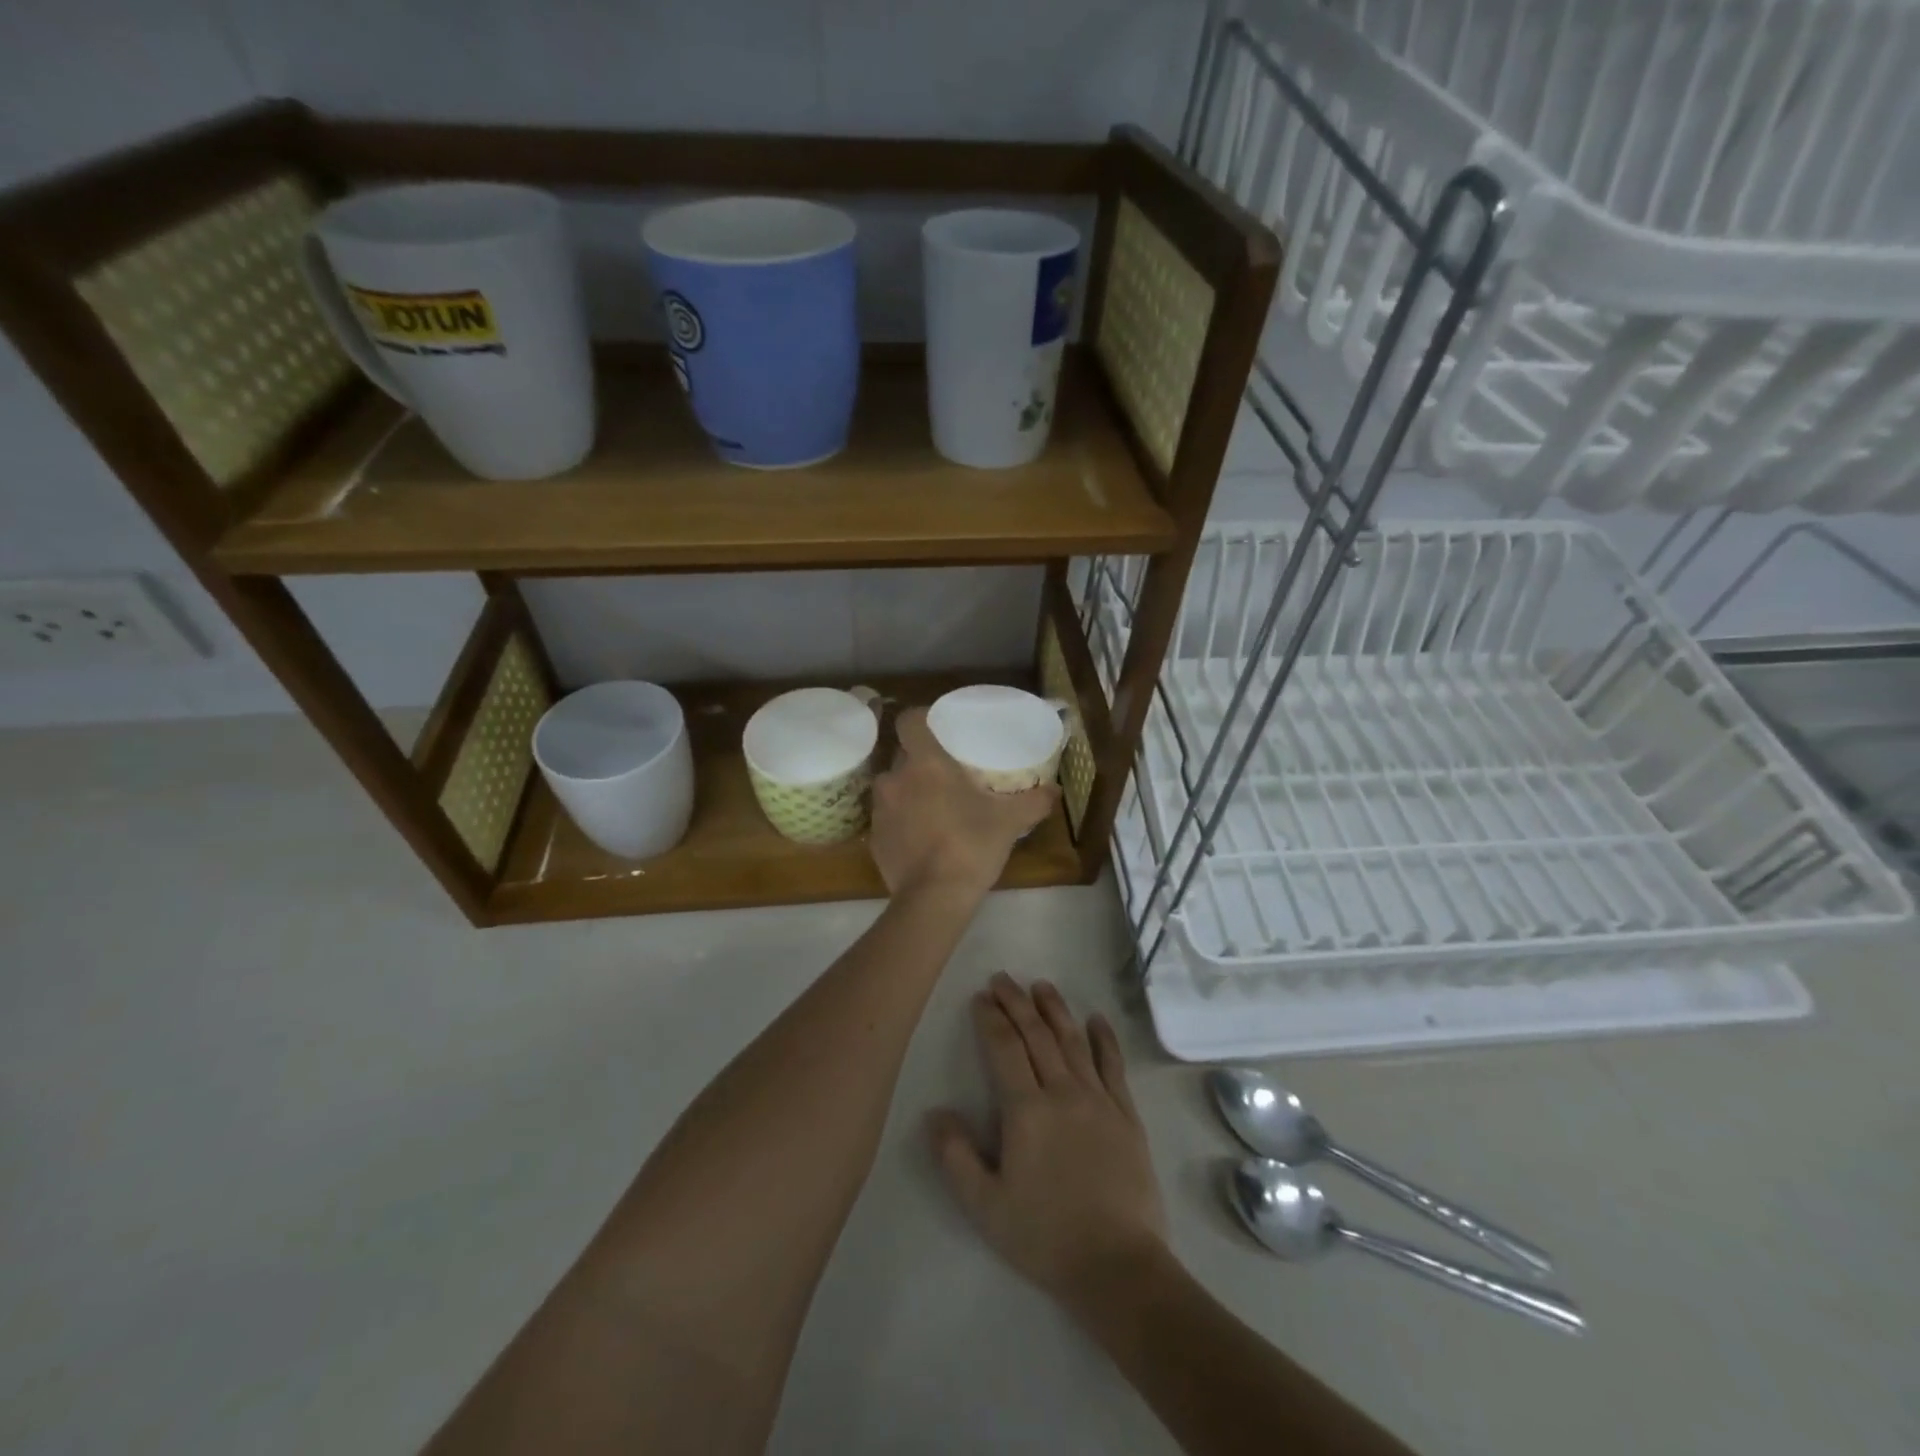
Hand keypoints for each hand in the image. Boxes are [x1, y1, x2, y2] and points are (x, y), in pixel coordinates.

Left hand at [869, 708, 1056, 900]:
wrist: (933, 898)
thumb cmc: (971, 845)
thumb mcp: (1010, 821)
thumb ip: (1033, 801)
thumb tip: (1055, 790)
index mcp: (925, 763)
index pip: (909, 721)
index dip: (920, 719)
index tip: (937, 728)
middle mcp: (895, 779)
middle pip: (902, 756)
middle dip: (920, 762)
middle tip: (946, 774)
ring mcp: (879, 810)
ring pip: (893, 788)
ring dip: (909, 793)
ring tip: (933, 808)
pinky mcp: (873, 839)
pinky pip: (888, 820)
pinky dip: (901, 823)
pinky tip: (922, 839)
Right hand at [929, 975, 1167, 1309]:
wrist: (1118, 1265)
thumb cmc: (1045, 1236)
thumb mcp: (985, 1206)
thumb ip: (956, 1156)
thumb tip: (935, 1112)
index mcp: (1026, 1110)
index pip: (1004, 1049)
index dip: (991, 1019)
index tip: (981, 997)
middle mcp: (1063, 1092)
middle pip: (1037, 1035)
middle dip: (1017, 1003)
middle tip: (1003, 979)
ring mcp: (1099, 1100)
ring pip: (1073, 1041)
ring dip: (1055, 1009)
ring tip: (1041, 985)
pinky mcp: (1126, 1114)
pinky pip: (1114, 1065)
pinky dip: (1105, 1038)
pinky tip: (1097, 1019)